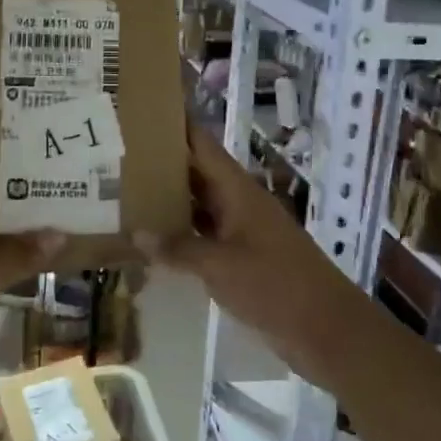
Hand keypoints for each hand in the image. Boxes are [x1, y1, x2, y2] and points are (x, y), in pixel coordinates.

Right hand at [137, 123, 365, 384]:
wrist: (326, 329)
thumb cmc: (276, 285)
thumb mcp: (222, 266)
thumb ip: (179, 248)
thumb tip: (137, 233)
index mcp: (238, 191)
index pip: (202, 145)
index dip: (176, 125)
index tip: (140, 111)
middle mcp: (238, 204)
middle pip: (197, 174)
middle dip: (161, 164)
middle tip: (114, 157)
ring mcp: (241, 232)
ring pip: (198, 208)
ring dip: (167, 202)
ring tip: (121, 194)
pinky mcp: (241, 260)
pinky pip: (204, 238)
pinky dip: (180, 237)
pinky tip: (151, 242)